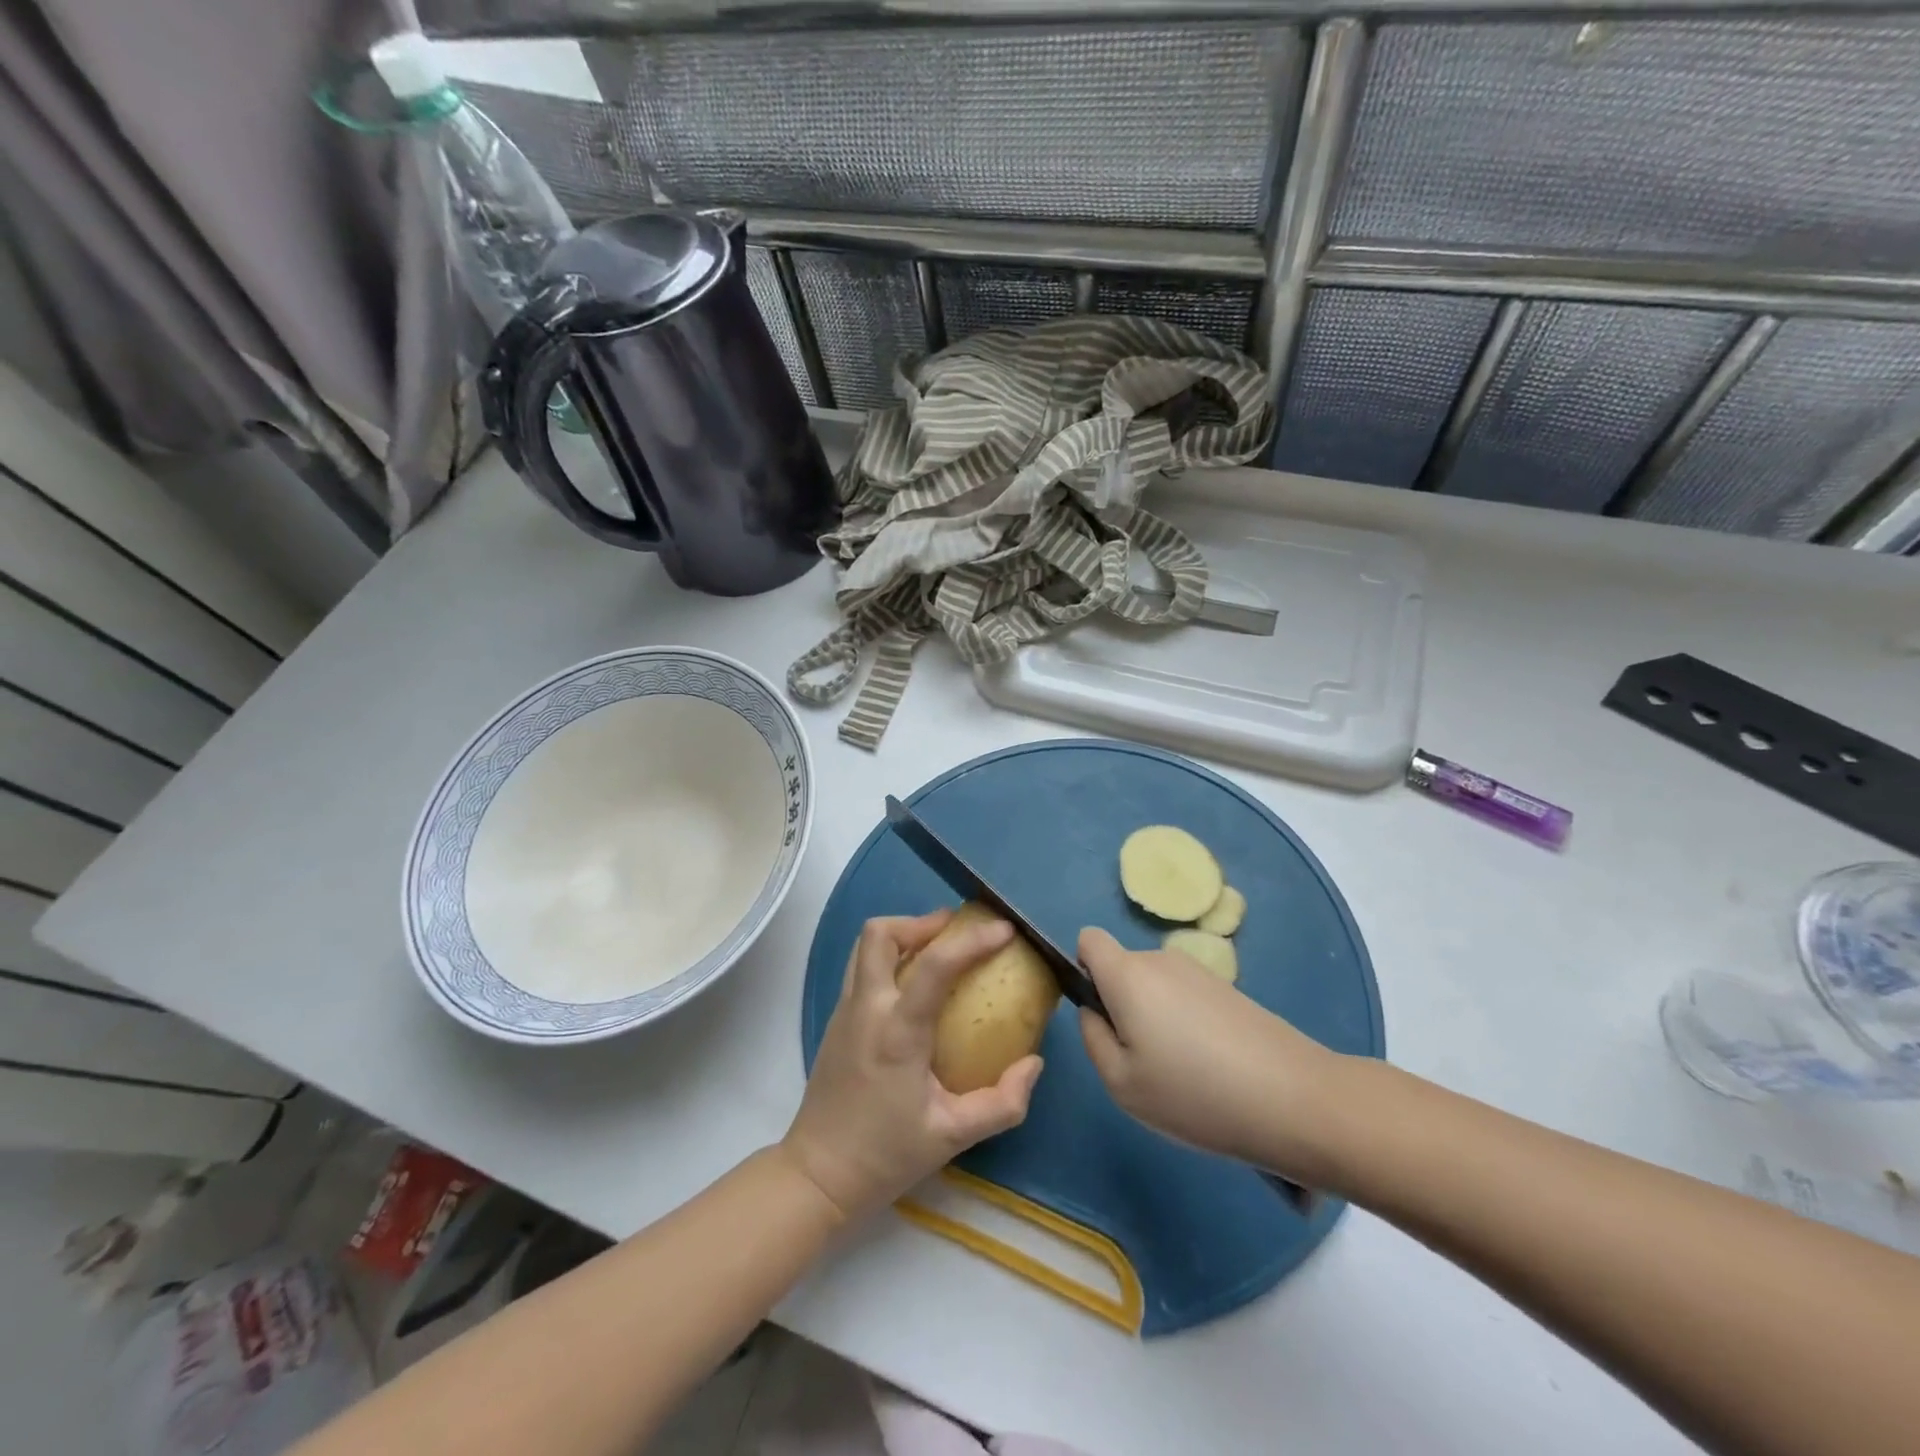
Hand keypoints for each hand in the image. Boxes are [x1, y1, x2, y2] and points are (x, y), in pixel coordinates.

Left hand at [782, 909, 1043, 1222]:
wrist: (817, 1176)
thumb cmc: (886, 1155)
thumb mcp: (953, 1137)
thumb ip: (1002, 1103)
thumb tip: (1034, 1064)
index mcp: (898, 1032)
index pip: (935, 966)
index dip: (972, 941)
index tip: (1004, 930)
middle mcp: (866, 1008)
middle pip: (881, 933)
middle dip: (920, 921)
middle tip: (955, 930)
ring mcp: (845, 1010)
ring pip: (865, 945)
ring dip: (902, 935)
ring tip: (936, 948)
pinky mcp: (836, 1020)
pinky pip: (861, 967)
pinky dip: (889, 958)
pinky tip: (913, 985)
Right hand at [1076, 926, 1342, 1182]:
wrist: (1295, 1100)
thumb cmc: (1194, 1093)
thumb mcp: (1121, 1083)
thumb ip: (1092, 1038)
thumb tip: (1095, 1011)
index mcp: (1128, 974)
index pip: (1089, 940)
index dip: (1084, 970)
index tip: (1101, 1015)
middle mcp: (1161, 960)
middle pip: (1123, 969)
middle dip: (1122, 1006)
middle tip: (1143, 1063)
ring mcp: (1200, 973)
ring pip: (1156, 988)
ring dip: (1156, 1019)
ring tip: (1184, 1074)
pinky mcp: (1230, 990)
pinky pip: (1187, 999)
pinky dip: (1188, 1026)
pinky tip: (1214, 1071)